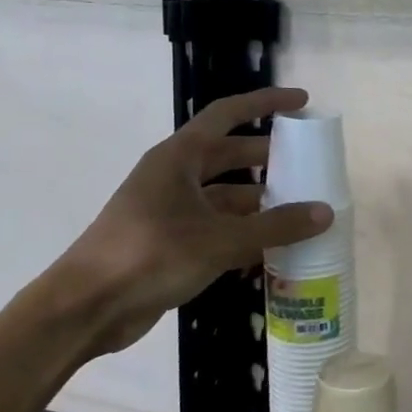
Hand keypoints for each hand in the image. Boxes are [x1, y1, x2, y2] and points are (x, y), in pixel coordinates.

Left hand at [54, 87, 332, 354]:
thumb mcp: (221, 239)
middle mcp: (174, 177)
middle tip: (309, 164)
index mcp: (179, 158)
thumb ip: (276, 226)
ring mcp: (171, 211)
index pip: (228, 114)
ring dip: (261, 201)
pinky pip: (218, 227)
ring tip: (302, 210)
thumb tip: (326, 212)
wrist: (85, 309)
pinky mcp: (171, 243)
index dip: (266, 103)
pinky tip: (275, 248)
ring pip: (226, 195)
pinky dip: (245, 233)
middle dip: (270, 157)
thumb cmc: (150, 255)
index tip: (303, 102)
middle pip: (230, 155)